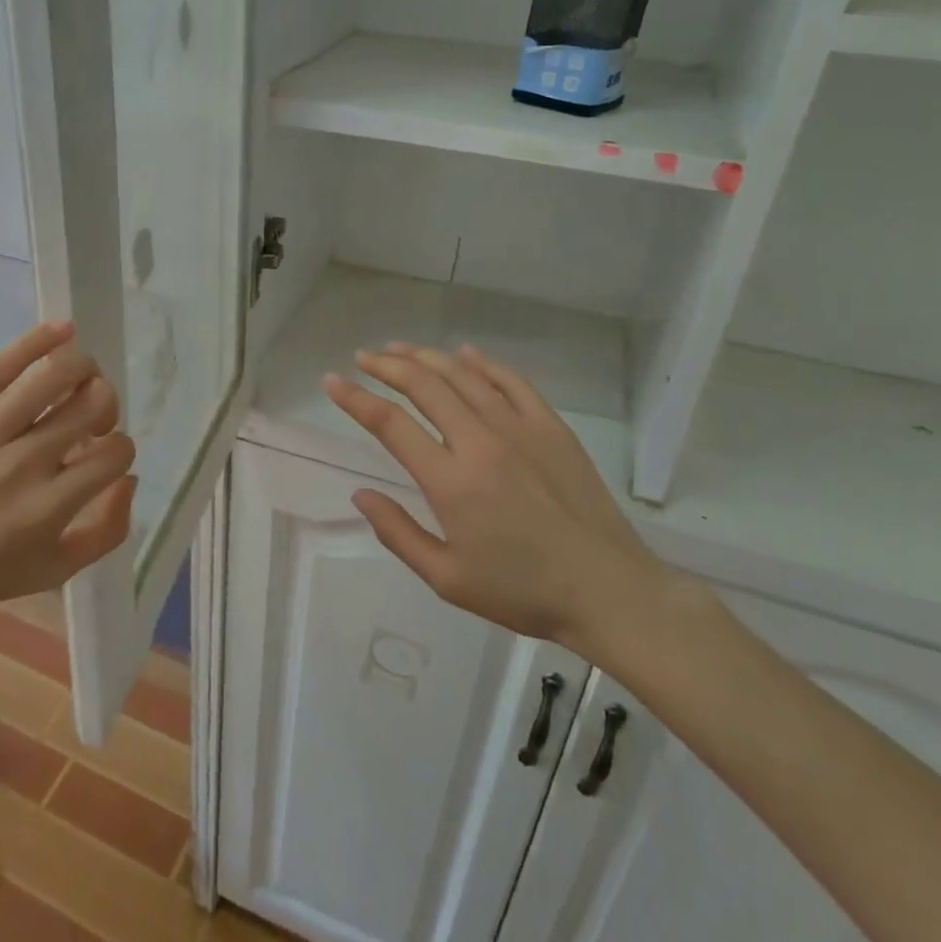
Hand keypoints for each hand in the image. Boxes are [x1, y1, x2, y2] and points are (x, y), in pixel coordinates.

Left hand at [0, 320, 135, 622]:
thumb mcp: (56, 570)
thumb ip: (108, 530)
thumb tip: (129, 476)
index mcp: (49, 508)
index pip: (113, 453)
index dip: (120, 447)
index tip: (104, 451)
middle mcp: (21, 467)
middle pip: (88, 407)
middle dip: (105, 402)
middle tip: (93, 412)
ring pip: (50, 379)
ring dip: (81, 369)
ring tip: (81, 375)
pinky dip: (37, 342)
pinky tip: (62, 330)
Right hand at [323, 343, 672, 659]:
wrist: (608, 591)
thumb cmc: (522, 592)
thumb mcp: (447, 578)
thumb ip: (398, 533)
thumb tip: (360, 495)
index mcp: (452, 481)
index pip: (391, 424)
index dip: (355, 399)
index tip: (332, 382)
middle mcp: (481, 442)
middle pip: (425, 386)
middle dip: (387, 365)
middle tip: (363, 357)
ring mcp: (520, 429)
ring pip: (464, 376)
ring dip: (427, 357)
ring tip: (400, 349)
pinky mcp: (552, 428)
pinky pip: (512, 382)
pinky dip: (483, 363)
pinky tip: (465, 355)